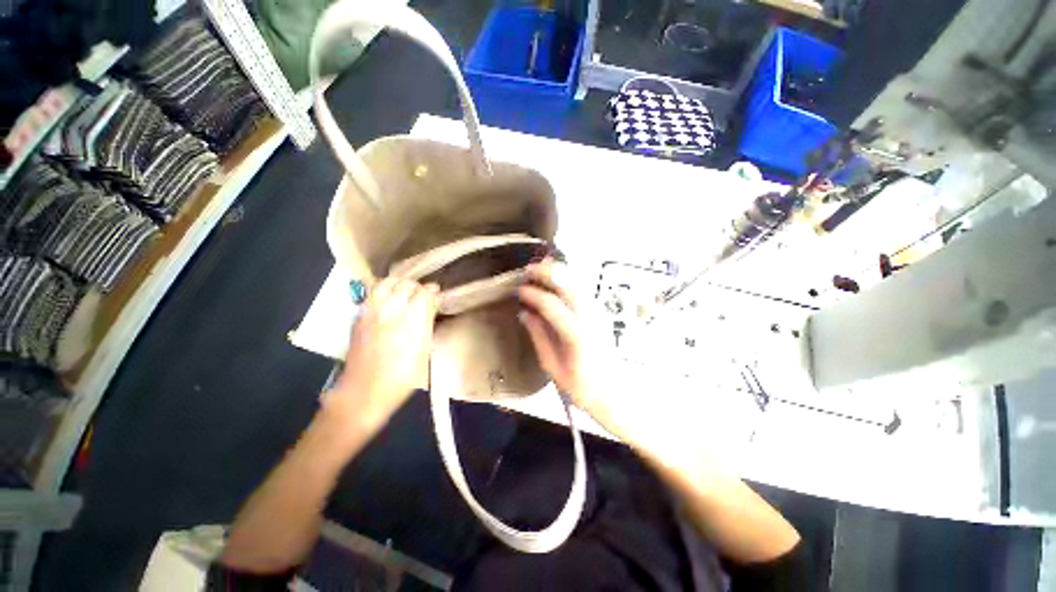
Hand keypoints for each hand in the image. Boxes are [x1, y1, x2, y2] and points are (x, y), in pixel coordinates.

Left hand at [325, 278, 439, 432]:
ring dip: (398, 284)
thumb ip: (427, 323)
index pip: (424, 292)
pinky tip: (388, 301)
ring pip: (386, 283)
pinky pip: (372, 294)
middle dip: (417, 287)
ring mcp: (371, 311)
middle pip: (405, 284)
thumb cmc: (402, 376)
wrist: (364, 392)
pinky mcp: (359, 317)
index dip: (432, 292)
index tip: (437, 295)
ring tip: (405, 292)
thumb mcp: (424, 350)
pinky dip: (383, 291)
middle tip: (423, 295)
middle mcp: (391, 310)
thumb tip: (431, 305)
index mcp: (411, 319)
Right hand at [517, 262, 697, 459]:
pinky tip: (555, 281)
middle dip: (547, 272)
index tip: (519, 290)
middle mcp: (590, 317)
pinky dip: (567, 280)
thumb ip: (538, 336)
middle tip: (528, 270)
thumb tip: (525, 313)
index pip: (551, 304)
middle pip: (568, 283)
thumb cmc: (580, 386)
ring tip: (539, 270)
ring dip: (558, 272)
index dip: (533, 294)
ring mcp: (598, 312)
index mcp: (576, 334)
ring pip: (577, 282)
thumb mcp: (552, 366)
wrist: (613, 392)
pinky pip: (582, 288)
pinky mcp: (601, 312)